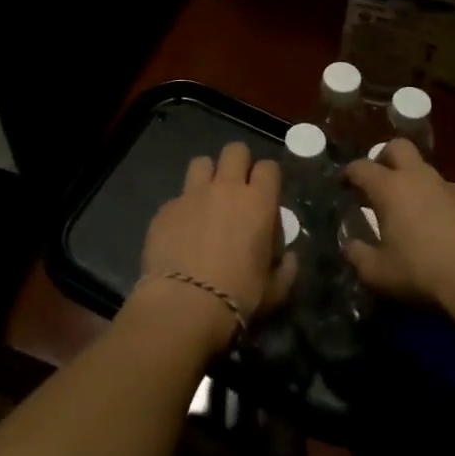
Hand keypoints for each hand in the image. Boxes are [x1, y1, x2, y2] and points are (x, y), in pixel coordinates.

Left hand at [137, 143, 294, 344]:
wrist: (184, 305)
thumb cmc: (238, 297)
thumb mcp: (275, 290)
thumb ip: (286, 268)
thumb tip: (289, 257)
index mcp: (258, 202)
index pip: (269, 167)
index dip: (268, 177)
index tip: (266, 194)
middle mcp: (226, 188)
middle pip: (235, 150)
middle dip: (239, 163)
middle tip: (237, 187)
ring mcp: (191, 195)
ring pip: (201, 162)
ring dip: (207, 175)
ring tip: (207, 199)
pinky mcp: (165, 208)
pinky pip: (177, 196)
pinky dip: (183, 207)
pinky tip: (181, 230)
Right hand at [342, 139, 454, 327]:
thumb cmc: (423, 274)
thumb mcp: (378, 274)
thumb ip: (358, 256)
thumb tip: (350, 246)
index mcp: (391, 189)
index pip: (361, 167)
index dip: (348, 173)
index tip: (343, 184)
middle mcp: (421, 178)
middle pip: (398, 148)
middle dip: (384, 157)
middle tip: (379, 181)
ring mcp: (454, 188)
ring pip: (428, 174)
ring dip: (417, 186)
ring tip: (414, 215)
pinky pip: (453, 198)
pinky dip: (443, 207)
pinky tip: (447, 234)